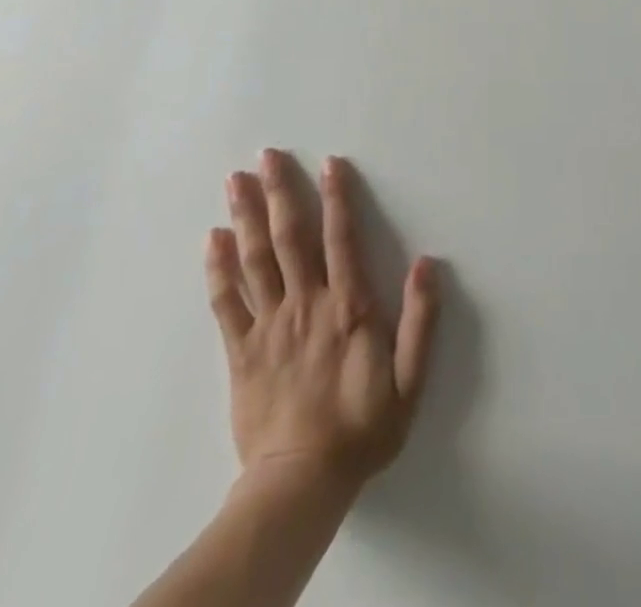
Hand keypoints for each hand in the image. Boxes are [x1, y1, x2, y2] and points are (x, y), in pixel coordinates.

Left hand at [206, 150, 439, 493]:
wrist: (300, 485)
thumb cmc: (361, 429)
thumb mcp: (409, 381)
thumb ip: (421, 321)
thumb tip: (427, 263)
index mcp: (347, 307)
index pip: (341, 238)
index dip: (337, 197)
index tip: (329, 162)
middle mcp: (306, 304)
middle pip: (289, 237)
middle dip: (279, 192)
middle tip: (266, 155)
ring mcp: (268, 326)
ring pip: (254, 260)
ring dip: (245, 216)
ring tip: (235, 180)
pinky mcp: (240, 351)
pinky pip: (226, 302)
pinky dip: (218, 268)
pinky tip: (212, 239)